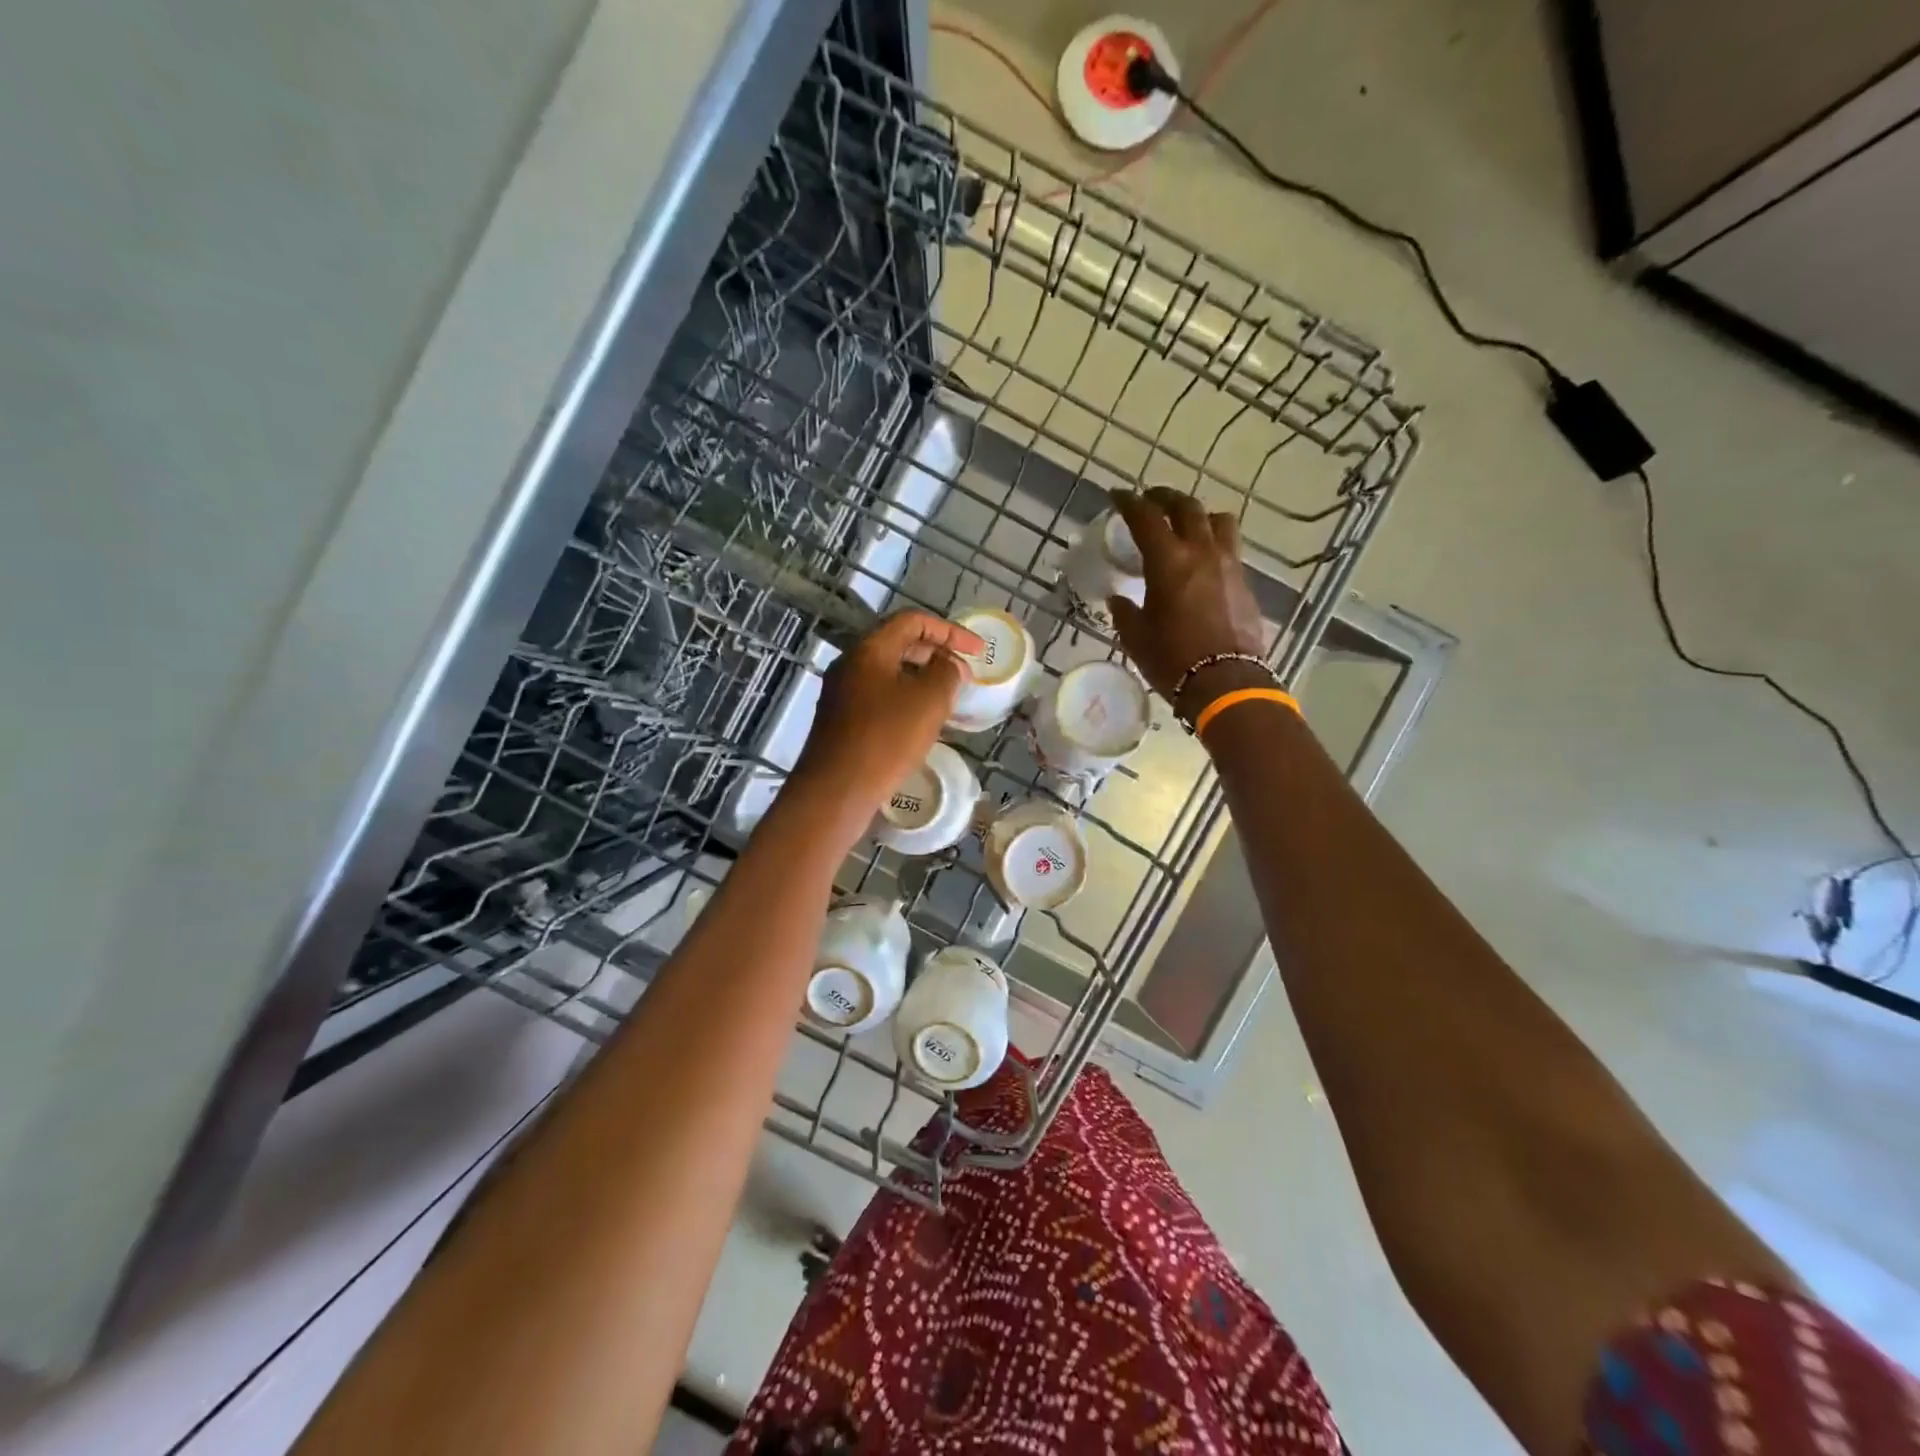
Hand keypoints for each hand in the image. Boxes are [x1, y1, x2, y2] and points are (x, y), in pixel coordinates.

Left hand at [787, 610, 982, 841]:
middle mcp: (850, 664)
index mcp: (869, 650)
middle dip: (936, 654)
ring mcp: (841, 693)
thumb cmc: (885, 739)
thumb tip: (949, 664)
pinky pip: (879, 697)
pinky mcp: (840, 721)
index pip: (912, 621)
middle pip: (899, 644)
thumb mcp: (929, 701)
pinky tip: (921, 723)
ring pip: (889, 673)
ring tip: (948, 700)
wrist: (836, 790)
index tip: (977, 651)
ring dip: (921, 679)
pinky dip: (905, 700)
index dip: (950, 630)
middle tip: (964, 676)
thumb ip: (947, 673)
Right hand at [1107, 488, 1267, 716]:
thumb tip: (1119, 599)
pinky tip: (1204, 561)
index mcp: (1169, 561)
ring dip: (1199, 516)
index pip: (1146, 517)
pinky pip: (1230, 548)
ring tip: (1187, 525)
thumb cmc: (1172, 659)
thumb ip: (1125, 612)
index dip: (1129, 502)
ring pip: (1218, 521)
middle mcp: (1202, 552)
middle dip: (1165, 498)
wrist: (1226, 682)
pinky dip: (1214, 543)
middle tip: (1151, 501)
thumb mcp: (1136, 637)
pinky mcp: (1245, 583)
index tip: (1117, 495)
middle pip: (1187, 507)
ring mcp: (1229, 565)